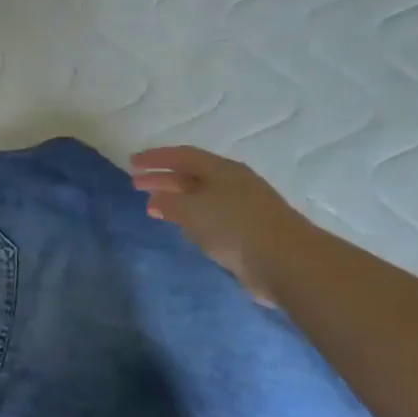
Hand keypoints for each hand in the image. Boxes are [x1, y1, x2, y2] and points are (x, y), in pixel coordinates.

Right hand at [130, 146, 309, 303]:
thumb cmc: (234, 227)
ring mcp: (243, 206)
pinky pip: (211, 216)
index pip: (182, 155)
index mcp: (222, 170)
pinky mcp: (248, 230)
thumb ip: (169, 203)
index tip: (131, 163)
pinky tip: (183, 227)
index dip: (155, 158)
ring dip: (176, 199)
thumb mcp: (192, 210)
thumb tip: (155, 200)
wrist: (286, 261)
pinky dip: (191, 217)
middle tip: (136, 184)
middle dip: (163, 178)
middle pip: (191, 174)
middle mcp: (233, 183)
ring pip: (201, 196)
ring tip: (154, 206)